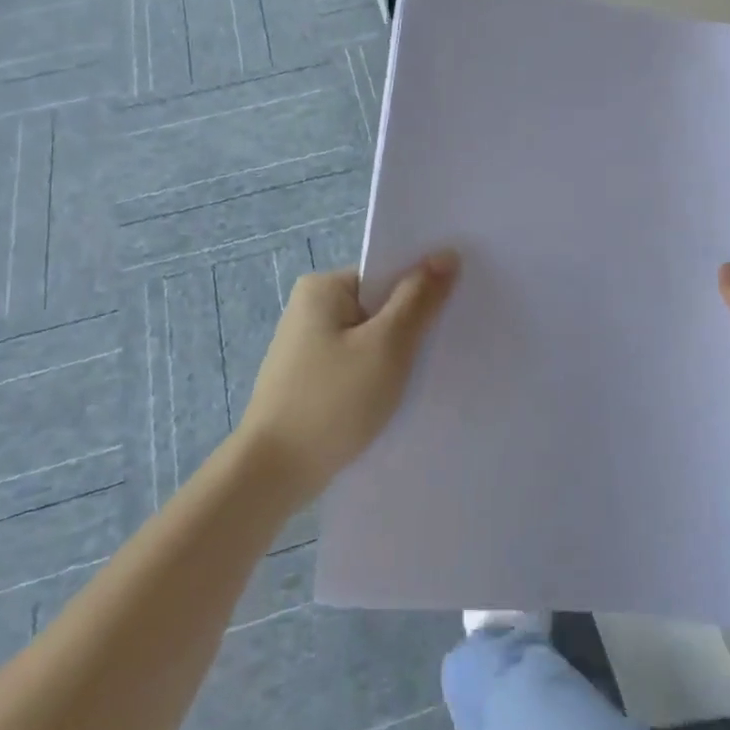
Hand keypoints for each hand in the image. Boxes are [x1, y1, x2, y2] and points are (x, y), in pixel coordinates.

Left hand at [237, 253, 459, 504]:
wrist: (272, 475)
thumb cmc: (332, 401)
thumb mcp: (387, 346)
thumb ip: (419, 299)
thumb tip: (447, 254)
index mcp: (322, 288)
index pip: (385, 273)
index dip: (422, 285)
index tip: (457, 304)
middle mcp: (310, 308)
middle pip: (378, 304)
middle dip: (411, 322)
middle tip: (449, 341)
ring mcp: (306, 346)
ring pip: (369, 338)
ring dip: (395, 353)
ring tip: (427, 372)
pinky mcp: (308, 380)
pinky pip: (355, 364)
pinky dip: (377, 375)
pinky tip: (396, 396)